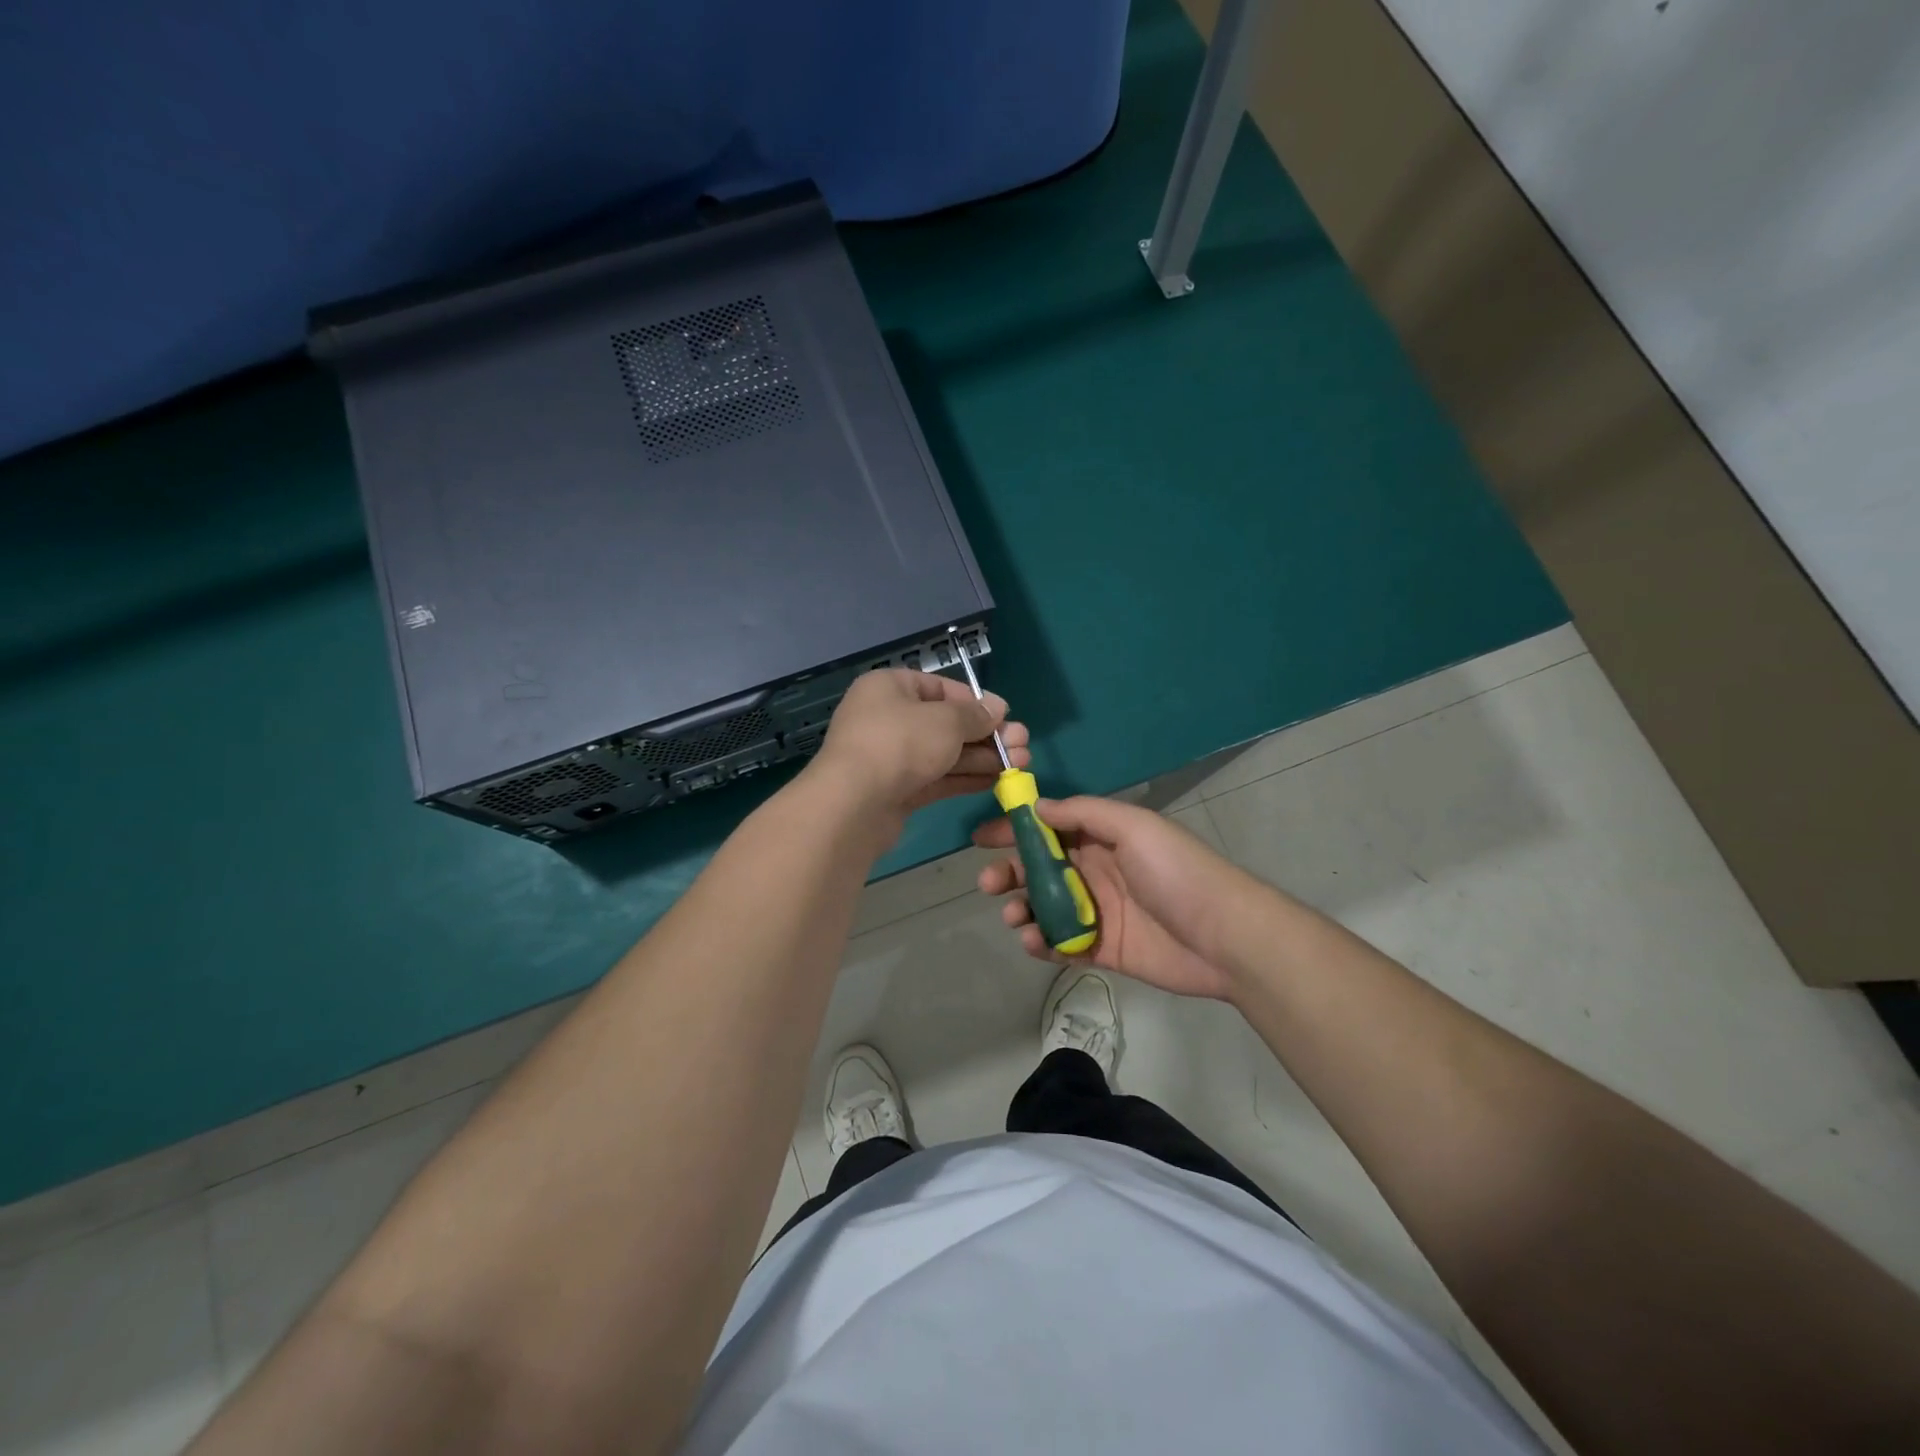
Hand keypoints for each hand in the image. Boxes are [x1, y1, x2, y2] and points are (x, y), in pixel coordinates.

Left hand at [807, 669, 1028, 827]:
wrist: (854, 804)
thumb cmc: (900, 744)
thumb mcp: (946, 721)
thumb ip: (975, 715)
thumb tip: (997, 709)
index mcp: (890, 688)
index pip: (940, 688)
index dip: (976, 701)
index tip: (1006, 716)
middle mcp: (887, 718)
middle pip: (945, 723)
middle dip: (986, 734)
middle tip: (1022, 745)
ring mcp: (890, 757)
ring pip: (943, 753)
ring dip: (982, 758)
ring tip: (1021, 764)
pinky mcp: (895, 790)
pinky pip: (936, 778)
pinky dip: (965, 778)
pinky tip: (996, 781)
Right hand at [973, 795, 1249, 999]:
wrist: (1225, 937)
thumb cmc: (1176, 872)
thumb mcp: (1133, 827)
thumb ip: (1083, 814)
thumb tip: (1037, 807)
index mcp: (1103, 839)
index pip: (1049, 829)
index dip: (1015, 830)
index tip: (981, 839)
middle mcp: (1096, 871)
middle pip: (1039, 869)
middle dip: (1009, 873)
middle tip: (988, 884)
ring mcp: (1098, 912)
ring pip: (1045, 908)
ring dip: (1021, 909)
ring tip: (1015, 917)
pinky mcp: (1103, 950)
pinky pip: (1062, 944)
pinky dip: (1042, 943)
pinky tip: (1035, 942)